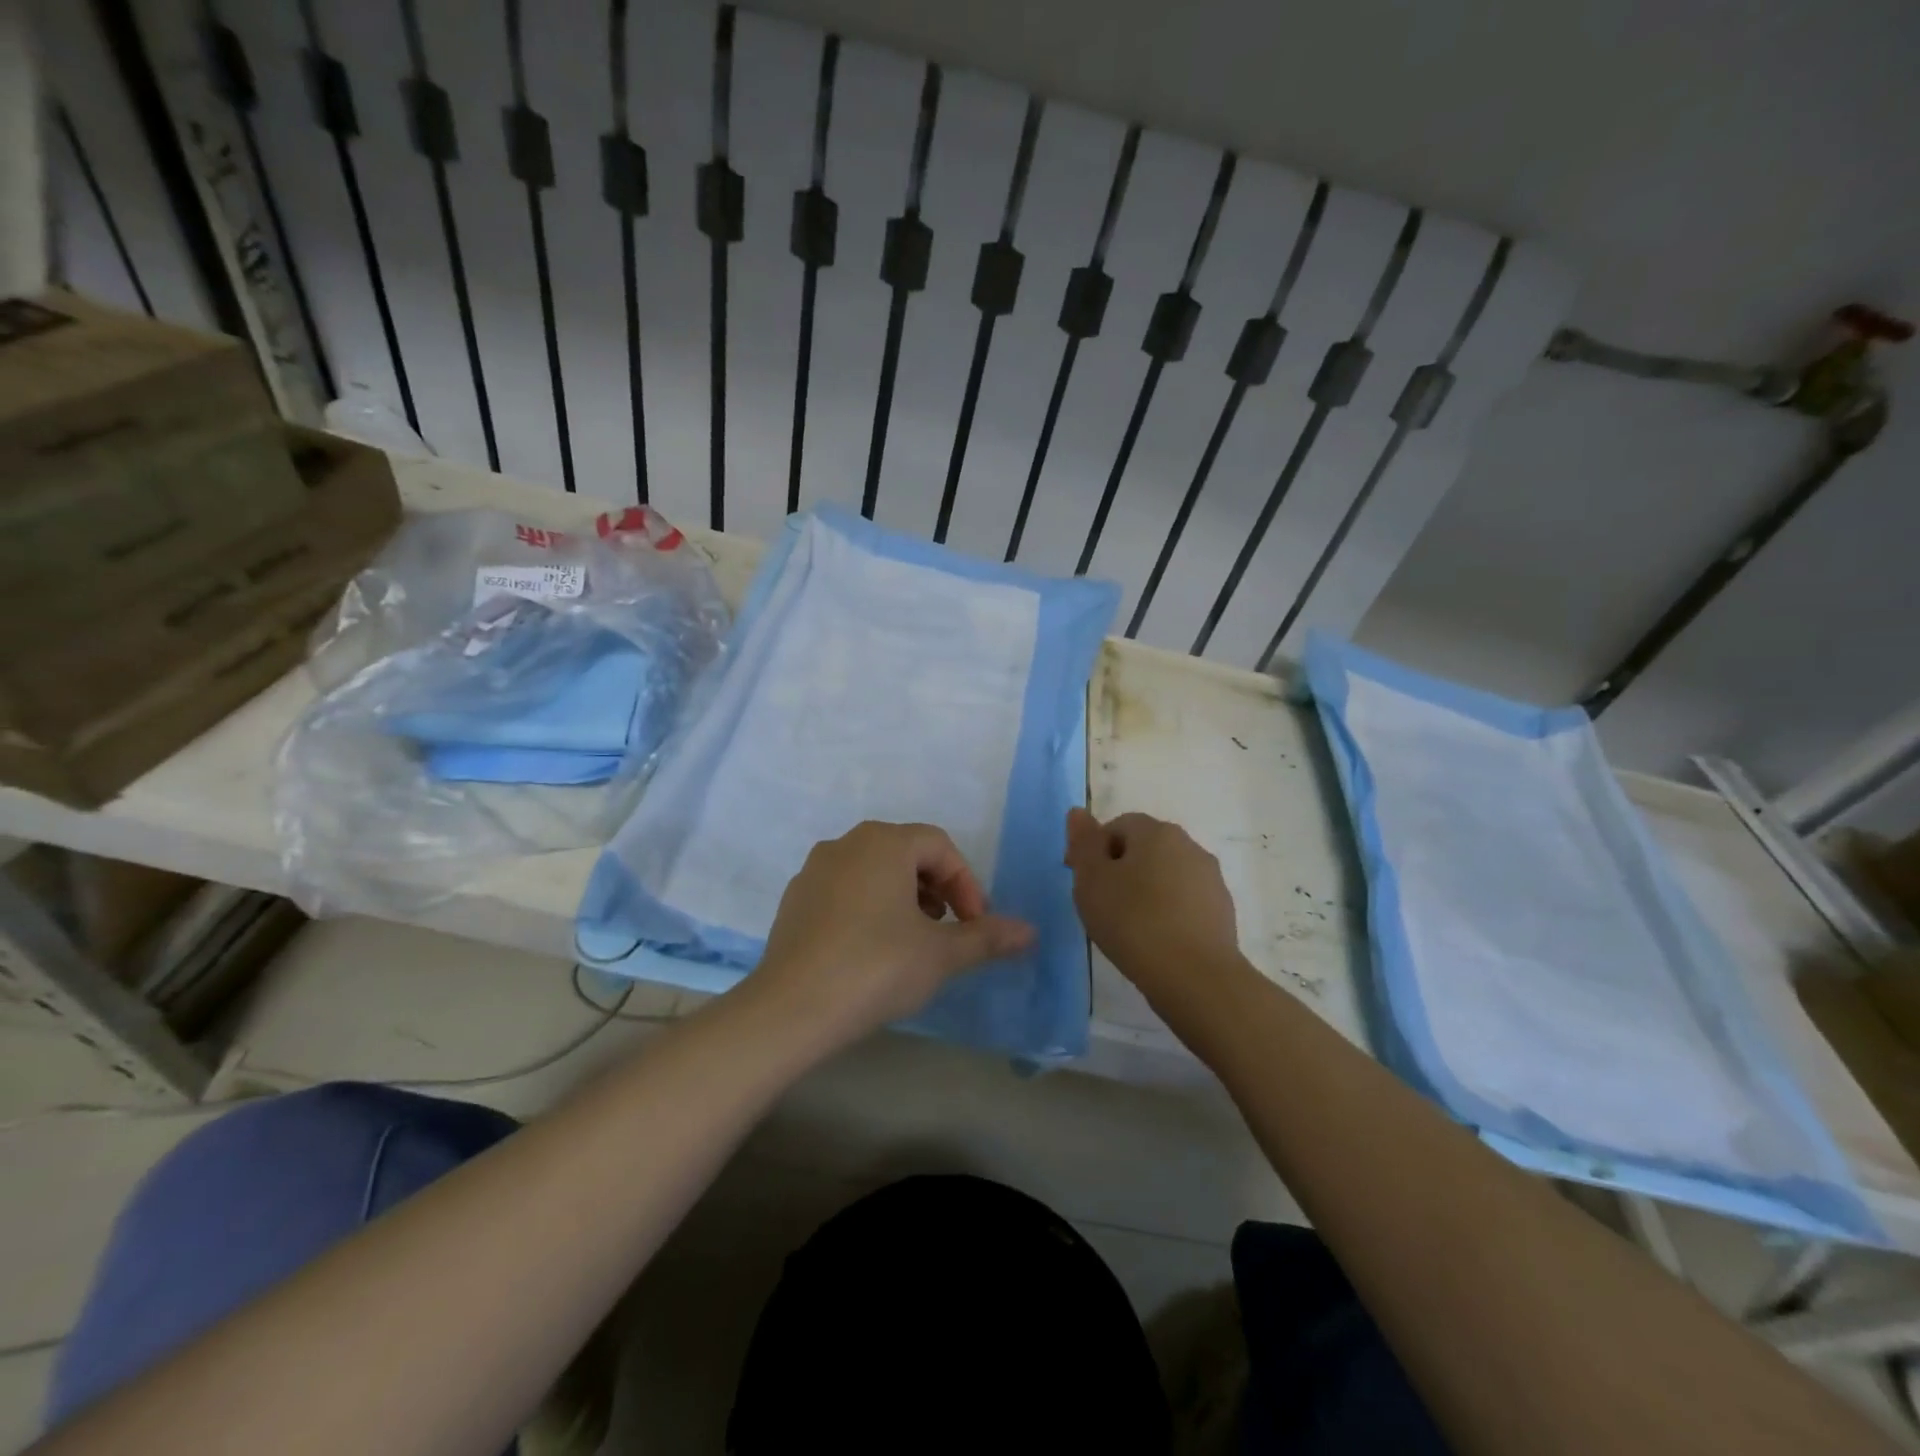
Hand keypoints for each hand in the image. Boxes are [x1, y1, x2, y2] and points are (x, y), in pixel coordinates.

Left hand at [751, 821, 1034, 1044]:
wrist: (791, 1009)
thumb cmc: (876, 968)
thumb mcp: (940, 954)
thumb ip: (986, 937)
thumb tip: (1029, 931)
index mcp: (884, 842)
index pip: (940, 846)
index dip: (967, 883)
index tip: (976, 924)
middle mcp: (846, 844)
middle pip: (906, 853)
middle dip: (937, 888)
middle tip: (948, 929)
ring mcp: (814, 870)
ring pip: (873, 871)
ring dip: (904, 897)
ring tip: (914, 940)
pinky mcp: (794, 900)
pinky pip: (844, 890)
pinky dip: (868, 908)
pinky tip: (871, 950)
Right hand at [1064, 808, 1242, 998]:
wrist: (1196, 978)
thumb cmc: (1133, 922)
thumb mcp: (1091, 880)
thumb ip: (1083, 843)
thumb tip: (1079, 812)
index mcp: (1157, 832)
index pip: (1118, 826)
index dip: (1094, 850)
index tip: (1082, 882)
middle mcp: (1189, 846)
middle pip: (1145, 848)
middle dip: (1121, 869)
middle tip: (1101, 904)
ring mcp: (1210, 879)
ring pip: (1166, 876)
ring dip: (1145, 891)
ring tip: (1127, 926)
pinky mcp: (1222, 912)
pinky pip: (1184, 902)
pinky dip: (1167, 913)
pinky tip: (1155, 940)